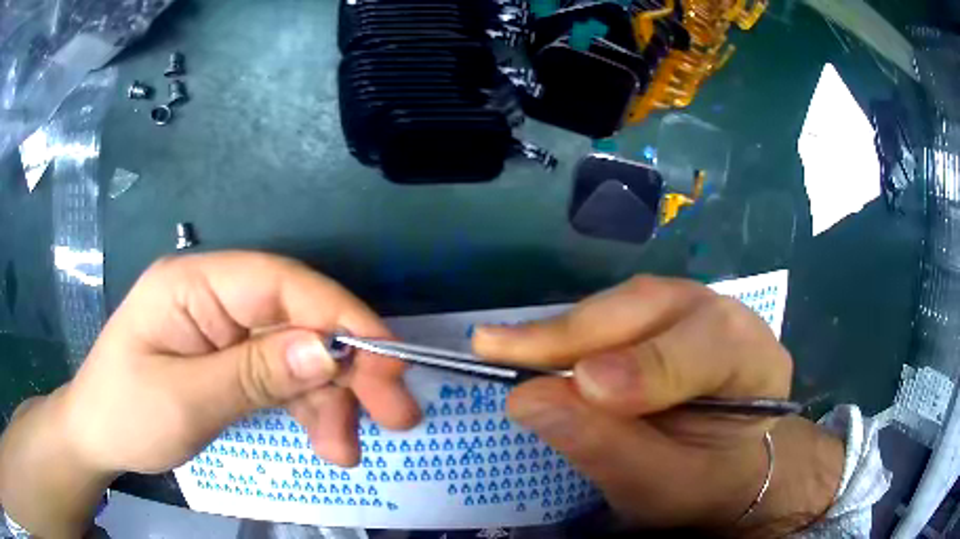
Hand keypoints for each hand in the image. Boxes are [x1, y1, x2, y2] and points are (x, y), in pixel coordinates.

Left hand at [0, 252, 421, 537]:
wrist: (97, 436)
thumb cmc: (124, 413)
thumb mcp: (185, 400)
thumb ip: (254, 374)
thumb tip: (328, 351)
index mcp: (194, 283)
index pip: (281, 283)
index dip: (340, 315)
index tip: (390, 361)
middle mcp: (216, 297)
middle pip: (298, 319)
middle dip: (348, 368)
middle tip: (396, 415)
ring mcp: (225, 330)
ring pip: (298, 355)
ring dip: (331, 402)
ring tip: (345, 452)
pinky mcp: (231, 361)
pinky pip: (283, 380)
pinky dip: (310, 411)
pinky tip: (327, 443)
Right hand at [473, 276, 842, 534]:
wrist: (721, 466)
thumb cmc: (700, 482)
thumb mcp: (660, 486)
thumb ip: (605, 446)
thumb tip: (527, 397)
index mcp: (756, 363)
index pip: (708, 347)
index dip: (646, 366)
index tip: (580, 385)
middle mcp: (728, 319)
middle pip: (655, 308)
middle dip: (577, 333)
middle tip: (498, 348)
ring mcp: (693, 308)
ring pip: (626, 302)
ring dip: (565, 330)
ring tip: (506, 347)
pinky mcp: (661, 313)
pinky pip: (613, 311)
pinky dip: (569, 332)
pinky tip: (535, 345)